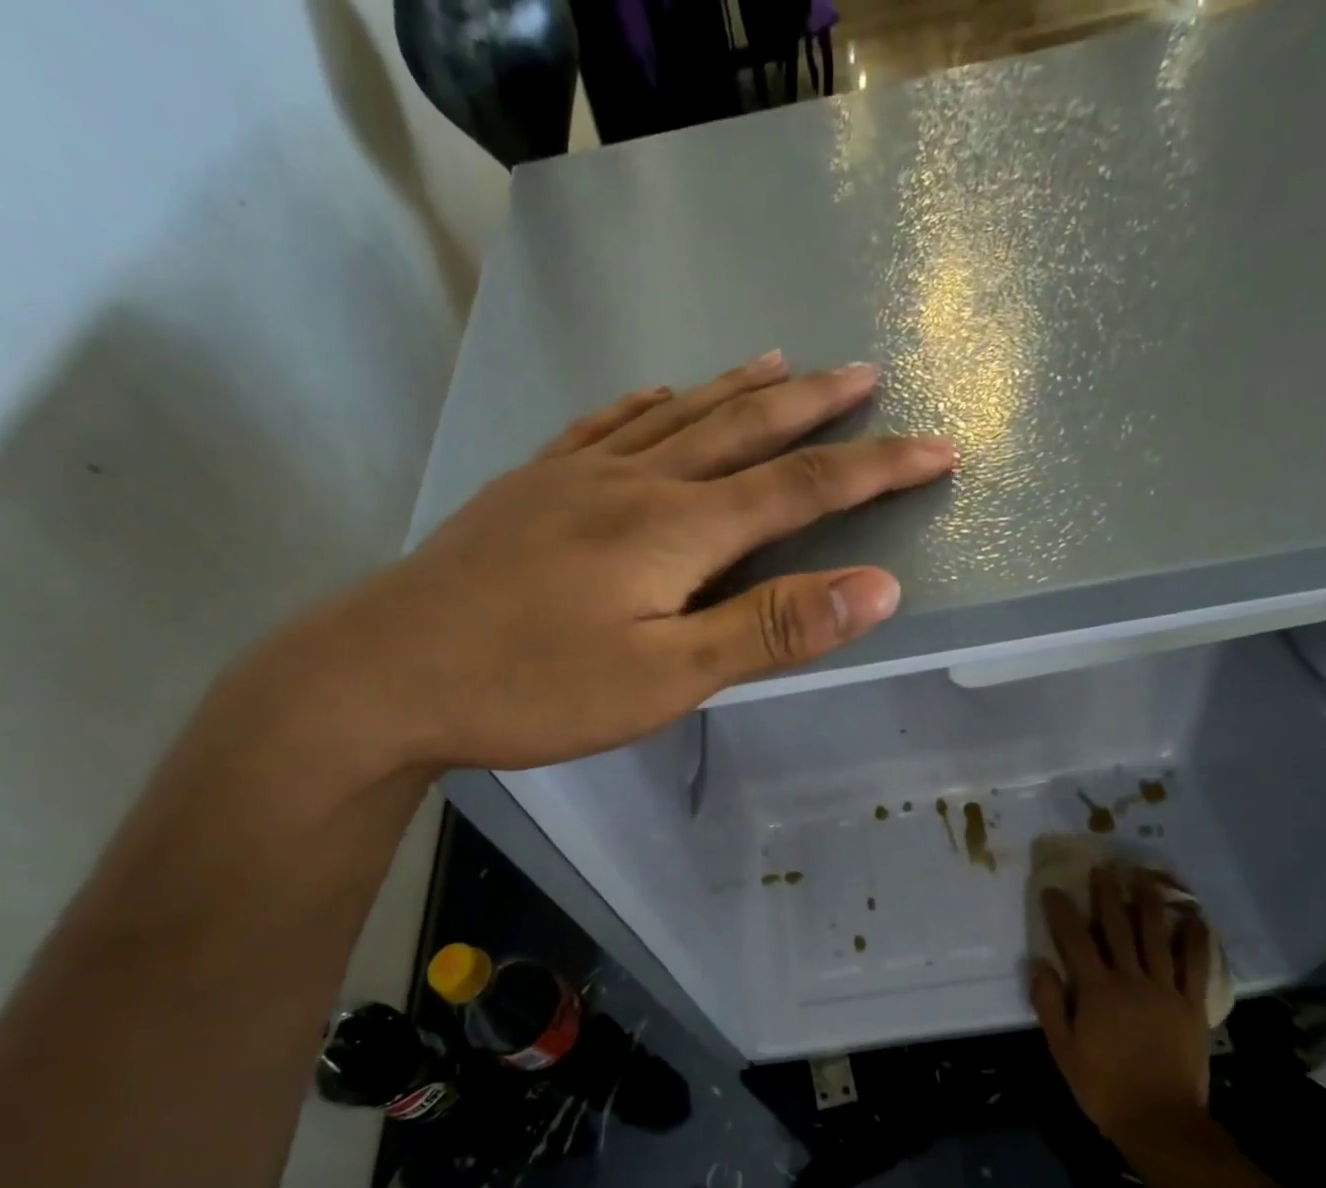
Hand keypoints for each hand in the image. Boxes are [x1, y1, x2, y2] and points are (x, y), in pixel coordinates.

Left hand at [283, 354, 953, 770]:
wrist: (386, 671)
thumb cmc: (533, 686)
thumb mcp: (667, 677)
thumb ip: (771, 630)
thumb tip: (876, 587)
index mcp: (677, 529)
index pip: (802, 487)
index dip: (877, 468)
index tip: (938, 447)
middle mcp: (635, 482)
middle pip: (744, 430)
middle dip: (817, 406)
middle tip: (868, 373)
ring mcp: (576, 477)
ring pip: (677, 415)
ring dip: (739, 390)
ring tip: (785, 364)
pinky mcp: (531, 487)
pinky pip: (603, 427)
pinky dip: (647, 405)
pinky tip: (657, 393)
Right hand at [1028, 867, 1214, 1149]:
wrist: (1161, 1120)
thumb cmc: (1103, 1086)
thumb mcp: (1063, 1049)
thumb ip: (1049, 1004)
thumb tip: (1037, 963)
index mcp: (1096, 991)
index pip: (1074, 941)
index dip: (1062, 913)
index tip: (1053, 889)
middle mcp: (1130, 980)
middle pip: (1118, 928)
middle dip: (1108, 895)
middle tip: (1104, 867)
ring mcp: (1165, 990)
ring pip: (1156, 937)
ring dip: (1148, 903)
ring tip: (1144, 877)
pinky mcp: (1191, 1005)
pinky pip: (1195, 966)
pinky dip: (1195, 940)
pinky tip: (1193, 918)